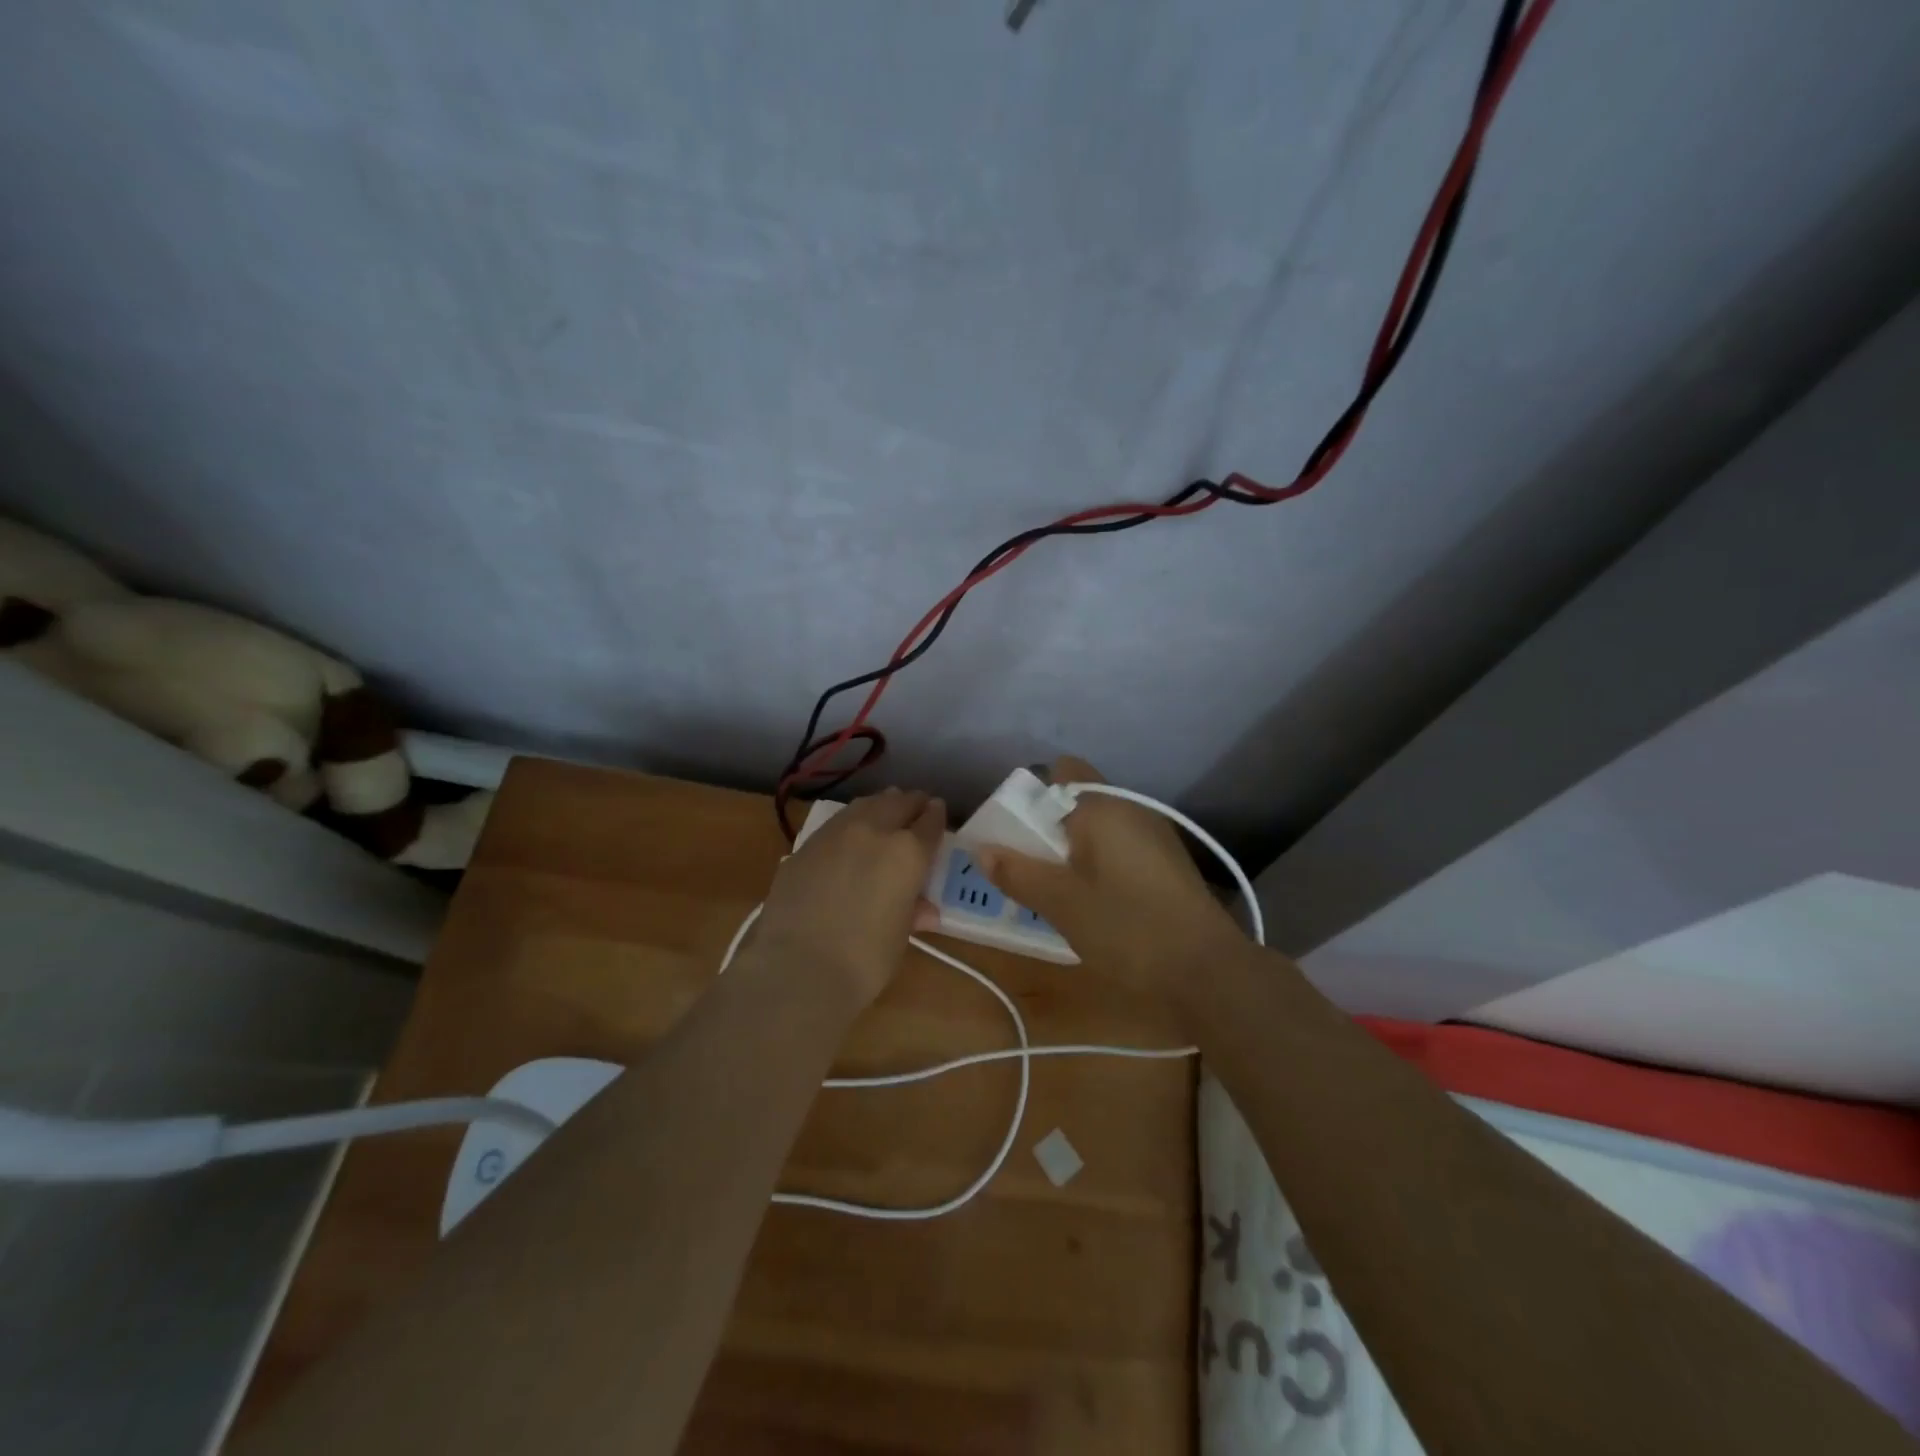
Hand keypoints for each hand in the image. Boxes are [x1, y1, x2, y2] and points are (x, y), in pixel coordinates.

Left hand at [749, 787, 945, 1007]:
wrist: (797, 967)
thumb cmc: (864, 960)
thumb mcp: (900, 936)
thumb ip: (912, 910)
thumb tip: (923, 908)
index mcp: (908, 852)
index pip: (930, 822)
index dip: (937, 816)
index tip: (938, 811)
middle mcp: (874, 831)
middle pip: (897, 802)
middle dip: (910, 803)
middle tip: (916, 807)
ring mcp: (835, 833)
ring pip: (865, 804)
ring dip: (880, 805)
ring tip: (885, 811)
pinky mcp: (805, 845)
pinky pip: (837, 823)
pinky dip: (851, 822)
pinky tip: (850, 836)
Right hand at [973, 756, 1243, 997]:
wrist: (1208, 971)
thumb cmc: (1127, 928)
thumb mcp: (1061, 903)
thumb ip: (1018, 872)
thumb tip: (982, 849)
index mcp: (1103, 806)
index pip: (1061, 771)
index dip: (1031, 794)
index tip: (1014, 831)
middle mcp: (1132, 809)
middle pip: (1078, 800)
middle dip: (1047, 827)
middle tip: (1027, 866)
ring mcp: (1155, 836)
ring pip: (1099, 827)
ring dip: (1072, 848)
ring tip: (1054, 889)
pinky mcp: (1167, 864)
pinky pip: (1119, 848)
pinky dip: (1098, 863)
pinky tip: (1091, 902)